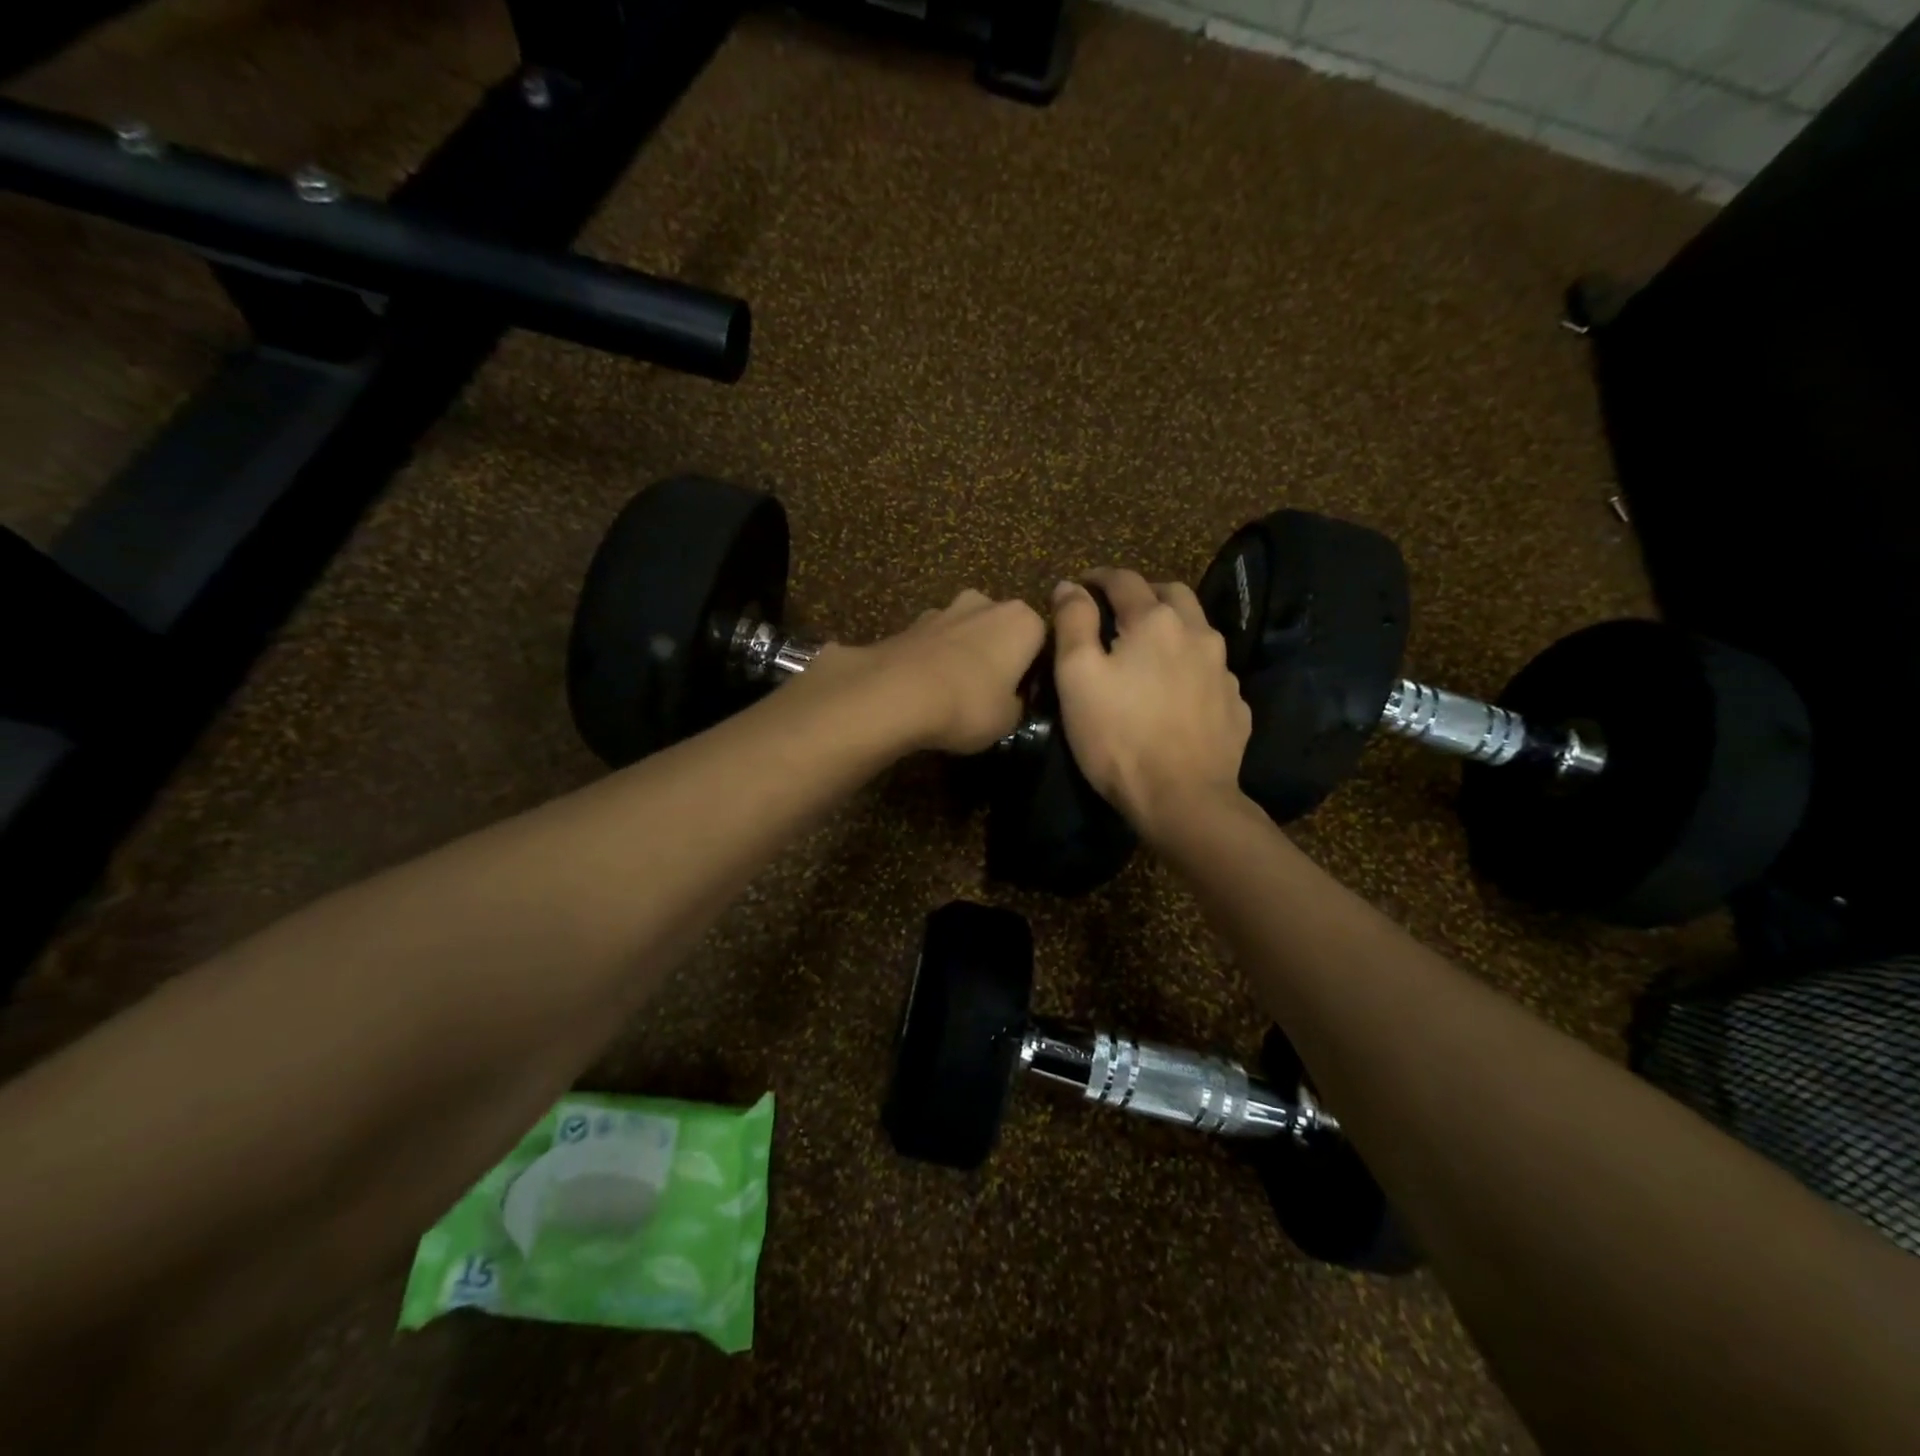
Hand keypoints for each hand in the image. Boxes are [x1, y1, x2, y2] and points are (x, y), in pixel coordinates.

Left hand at [813, 590, 1045, 754]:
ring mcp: (945, 609)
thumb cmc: (968, 705)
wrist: (895, 693)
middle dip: (998, 653)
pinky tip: (925, 688)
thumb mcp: (1009, 720)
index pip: (1042, 641)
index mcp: (1023, 621)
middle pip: (1001, 629)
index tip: (1025, 696)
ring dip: (964, 653)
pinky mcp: (910, 623)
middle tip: (991, 693)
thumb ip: (1018, 704)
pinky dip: (933, 659)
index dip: (1034, 670)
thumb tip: (1012, 700)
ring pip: (966, 631)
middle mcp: (987, 603)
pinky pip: (934, 642)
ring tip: (954, 692)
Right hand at [1052, 569, 1250, 838]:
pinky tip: (1177, 690)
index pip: (1124, 580)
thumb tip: (1070, 585)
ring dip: (1171, 627)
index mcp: (1155, 621)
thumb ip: (1073, 622)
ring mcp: (1223, 670)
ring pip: (1198, 630)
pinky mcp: (1235, 705)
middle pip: (1171, 594)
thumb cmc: (1118, 736)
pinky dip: (1190, 666)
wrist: (1182, 800)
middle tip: (1117, 610)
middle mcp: (1197, 634)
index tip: (1080, 585)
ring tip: (1148, 650)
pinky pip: (1211, 671)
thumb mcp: (1077, 676)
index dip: (1098, 577)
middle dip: (1142, 593)